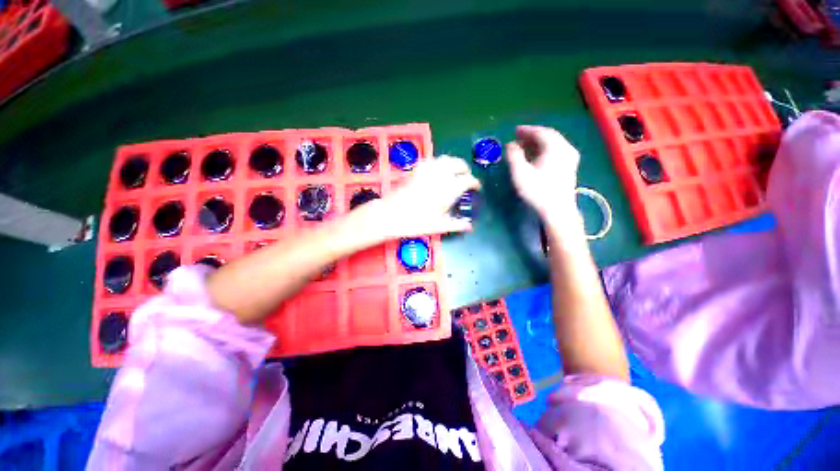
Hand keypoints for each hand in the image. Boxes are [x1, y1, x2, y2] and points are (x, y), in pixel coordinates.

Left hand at [371, 156, 480, 238]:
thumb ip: (457, 224)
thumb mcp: (439, 226)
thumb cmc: (417, 222)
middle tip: (465, 177)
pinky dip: (439, 163)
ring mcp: (427, 170)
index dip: (475, 183)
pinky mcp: (416, 169)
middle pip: (458, 164)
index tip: (476, 187)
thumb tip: (469, 226)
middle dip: (465, 169)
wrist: (391, 214)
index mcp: (449, 189)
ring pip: (446, 159)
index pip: (468, 180)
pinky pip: (431, 160)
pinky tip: (436, 171)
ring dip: (453, 163)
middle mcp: (440, 175)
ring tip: (453, 173)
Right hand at [506, 126, 580, 221]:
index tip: (515, 131)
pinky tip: (536, 157)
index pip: (540, 132)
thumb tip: (510, 144)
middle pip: (548, 136)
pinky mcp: (570, 167)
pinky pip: (556, 151)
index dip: (526, 130)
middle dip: (532, 136)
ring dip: (538, 143)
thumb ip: (513, 156)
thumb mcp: (520, 173)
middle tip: (518, 139)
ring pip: (553, 144)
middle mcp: (566, 148)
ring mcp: (570, 158)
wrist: (558, 210)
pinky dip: (544, 150)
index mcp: (555, 147)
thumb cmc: (537, 191)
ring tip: (524, 148)